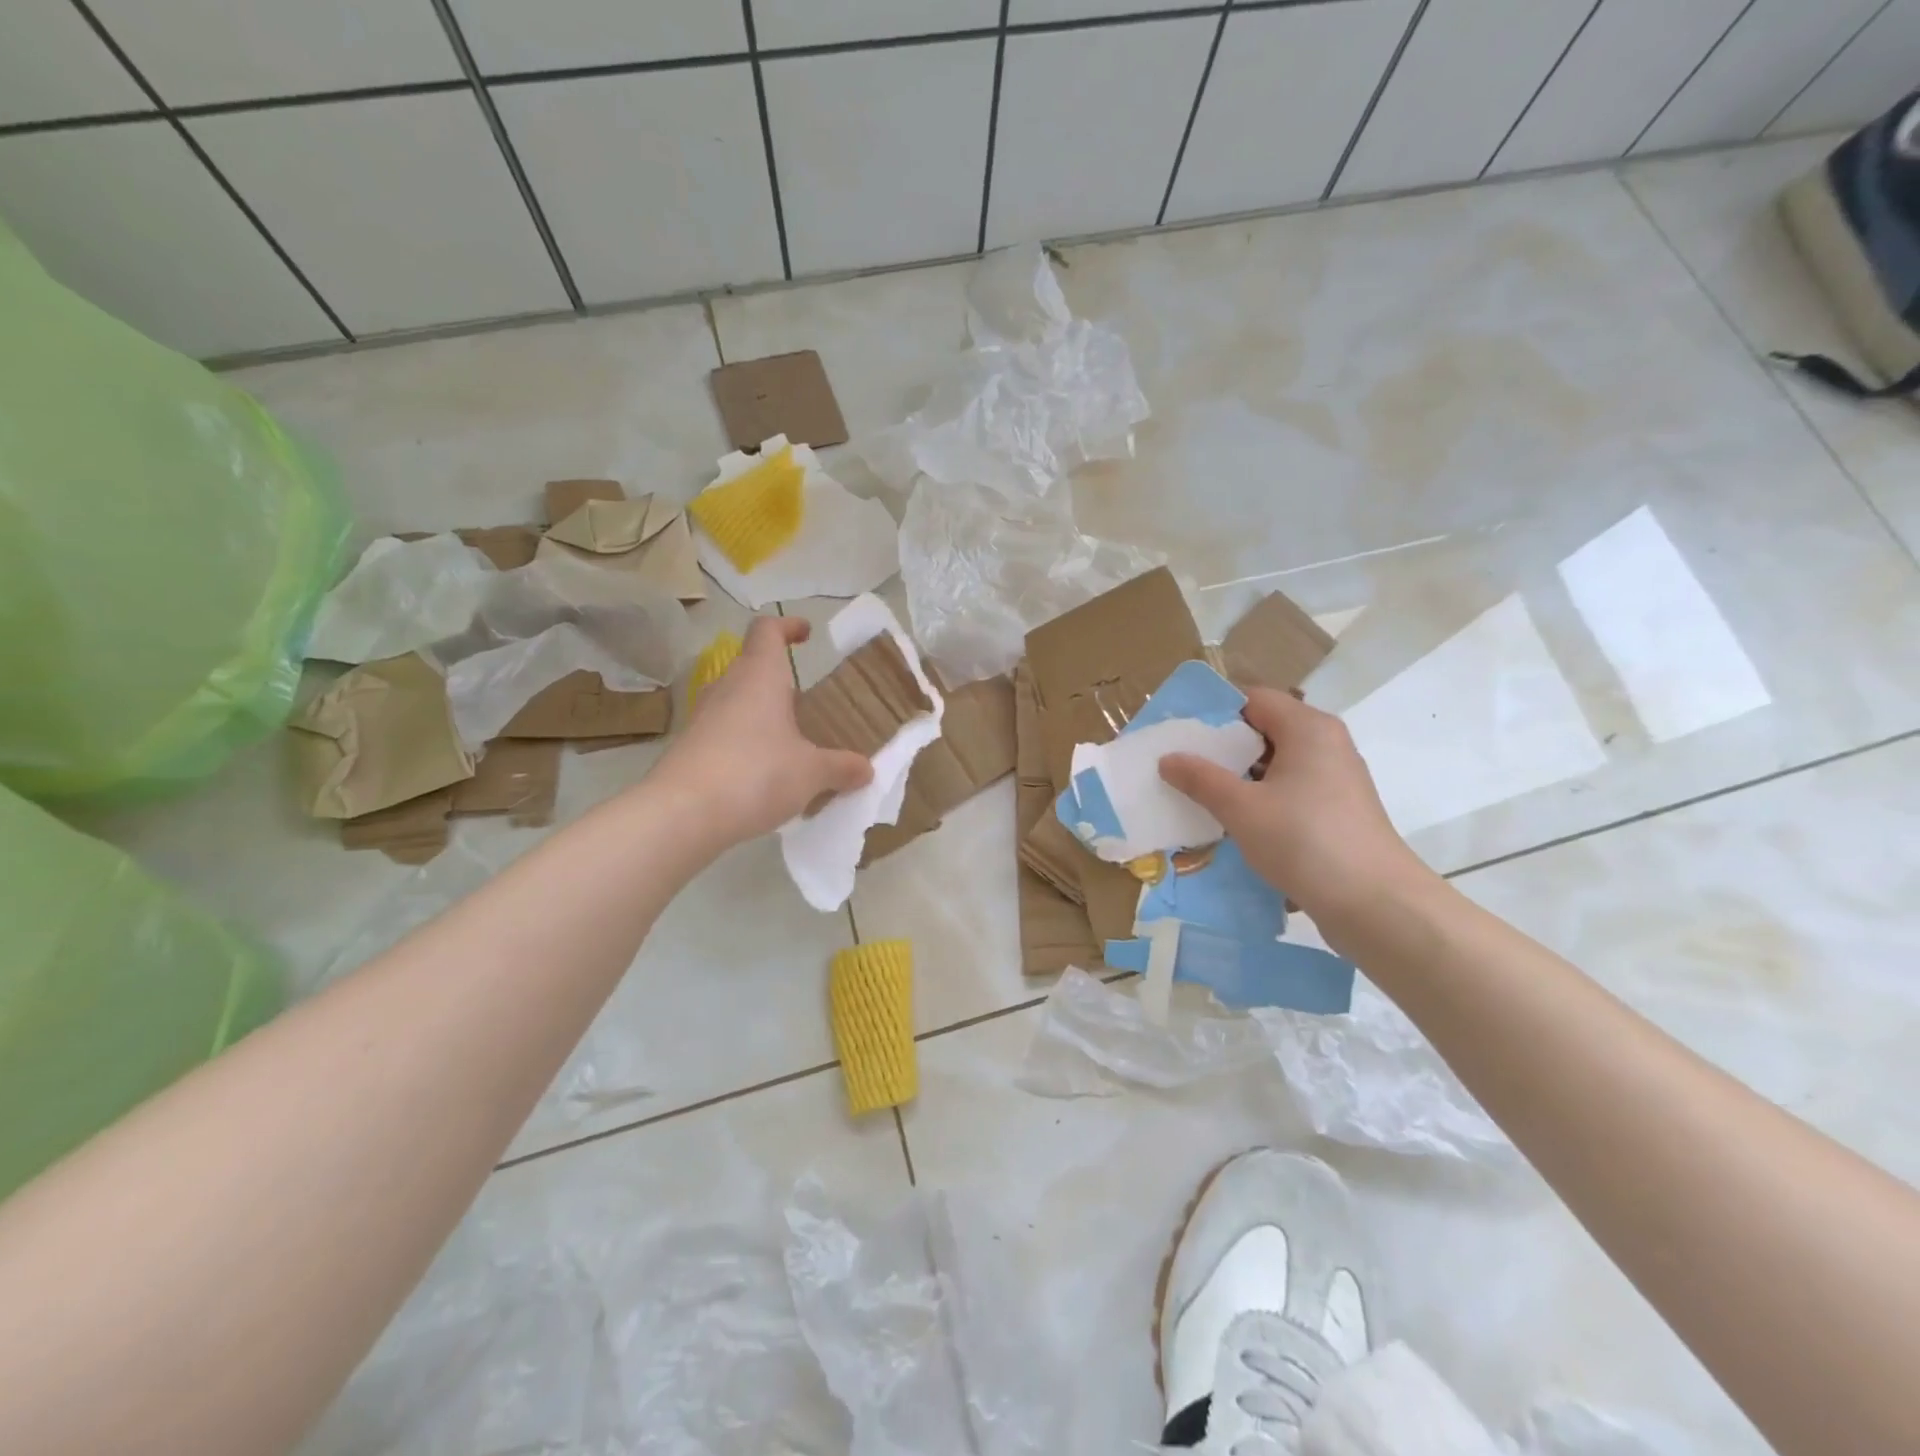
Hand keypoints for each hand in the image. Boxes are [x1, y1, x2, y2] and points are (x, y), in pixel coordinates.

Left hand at [653, 616, 872, 848]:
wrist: (683, 814)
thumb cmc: (756, 774)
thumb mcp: (811, 772)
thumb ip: (841, 767)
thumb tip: (865, 769)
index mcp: (759, 676)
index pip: (767, 631)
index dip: (787, 627)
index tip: (806, 634)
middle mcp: (728, 687)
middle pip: (752, 667)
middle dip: (780, 680)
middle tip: (809, 702)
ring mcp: (704, 718)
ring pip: (737, 702)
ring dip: (763, 713)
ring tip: (792, 741)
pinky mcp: (690, 748)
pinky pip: (725, 733)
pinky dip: (746, 742)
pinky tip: (765, 773)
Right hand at [1159, 688, 1437, 936]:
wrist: (1375, 904)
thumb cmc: (1304, 841)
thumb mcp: (1241, 808)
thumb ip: (1201, 779)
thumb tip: (1168, 758)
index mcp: (1308, 728)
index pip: (1253, 699)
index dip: (1214, 711)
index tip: (1178, 731)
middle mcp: (1326, 744)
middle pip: (1265, 729)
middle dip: (1222, 745)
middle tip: (1180, 762)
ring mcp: (1335, 779)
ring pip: (1276, 763)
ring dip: (1239, 775)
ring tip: (1198, 792)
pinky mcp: (1336, 810)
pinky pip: (1289, 790)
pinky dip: (1260, 797)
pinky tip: (1233, 820)